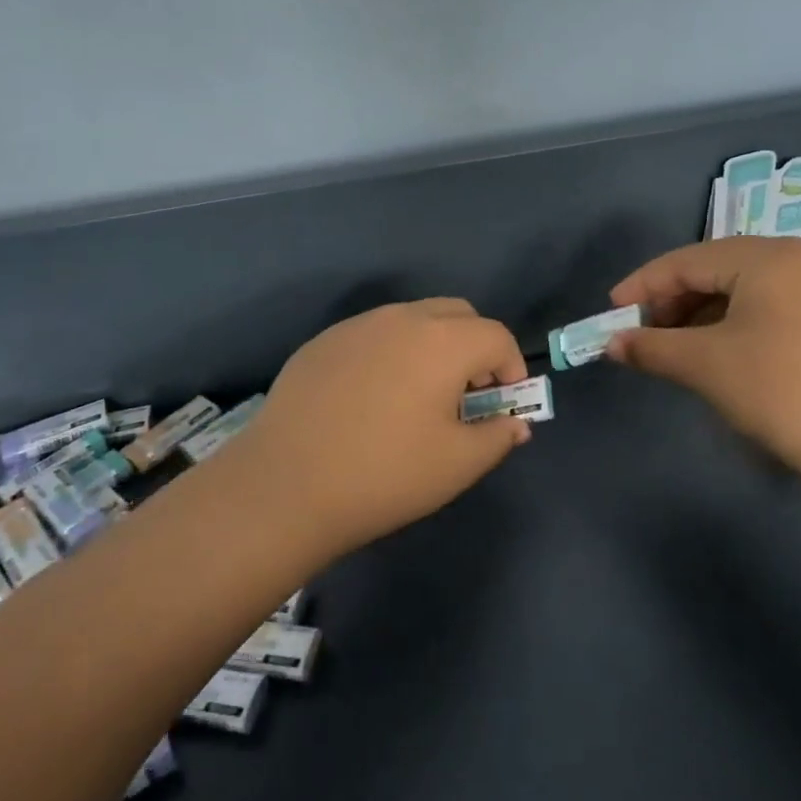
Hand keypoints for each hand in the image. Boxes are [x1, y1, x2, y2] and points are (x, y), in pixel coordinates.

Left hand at [226, 298, 531, 557]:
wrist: (286, 486)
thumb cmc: (385, 474)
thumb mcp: (457, 464)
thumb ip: (497, 436)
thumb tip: (515, 422)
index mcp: (443, 341)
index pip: (496, 336)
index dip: (512, 367)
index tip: (504, 402)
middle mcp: (401, 318)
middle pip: (457, 314)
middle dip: (475, 346)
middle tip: (467, 393)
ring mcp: (356, 326)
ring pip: (412, 319)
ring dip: (433, 346)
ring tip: (419, 396)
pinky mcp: (322, 342)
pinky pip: (373, 335)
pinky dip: (391, 353)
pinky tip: (372, 399)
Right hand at [606, 237, 800, 486]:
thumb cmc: (782, 391)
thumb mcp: (706, 366)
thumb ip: (651, 347)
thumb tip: (612, 344)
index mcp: (767, 256)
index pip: (686, 260)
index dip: (642, 286)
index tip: (611, 314)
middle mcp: (799, 257)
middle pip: (716, 268)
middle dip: (672, 300)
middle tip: (643, 335)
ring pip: (744, 287)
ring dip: (702, 313)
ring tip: (677, 347)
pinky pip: (771, 304)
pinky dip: (735, 322)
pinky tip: (720, 351)